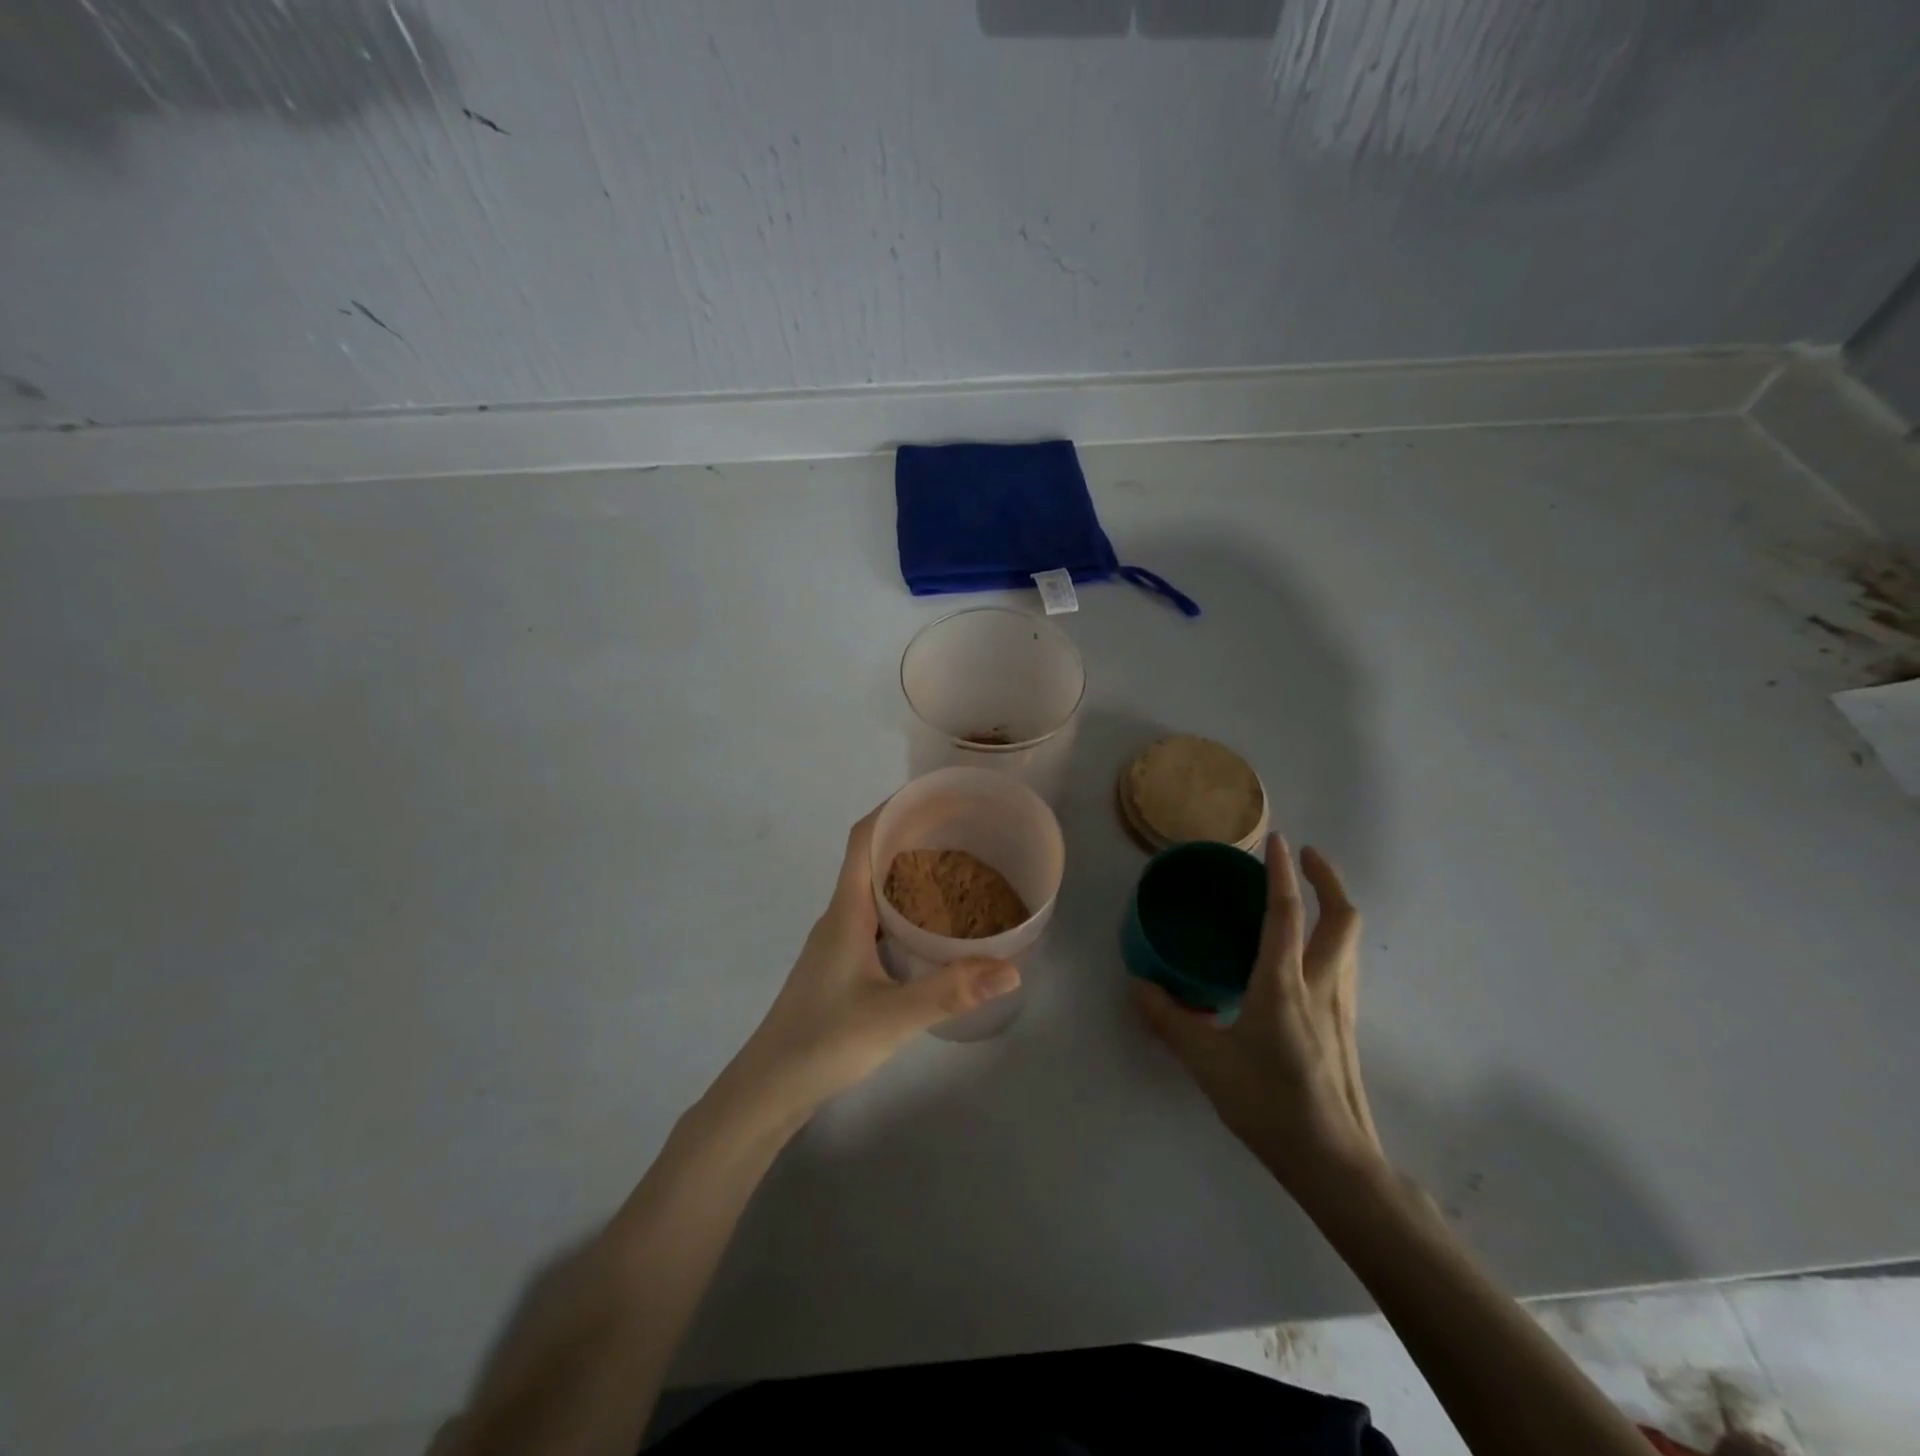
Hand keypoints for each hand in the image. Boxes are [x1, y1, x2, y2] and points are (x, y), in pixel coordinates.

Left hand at [713, 806, 1020, 1129]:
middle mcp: (840, 916)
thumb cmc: (823, 1041)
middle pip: (871, 857)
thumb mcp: (892, 1017)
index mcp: (846, 911)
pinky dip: (905, 906)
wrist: (769, 1087)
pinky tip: (932, 926)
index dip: (893, 807)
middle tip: (962, 829)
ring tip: (956, 868)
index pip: (862, 839)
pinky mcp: (842, 964)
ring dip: (908, 870)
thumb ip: (950, 992)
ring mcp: (838, 941)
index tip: (934, 793)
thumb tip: (1011, 969)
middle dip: (912, 834)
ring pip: (874, 889)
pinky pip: (877, 917)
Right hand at [1136, 834, 1384, 1192]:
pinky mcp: (1347, 1028)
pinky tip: (1306, 959)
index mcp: (1284, 984)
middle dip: (1327, 879)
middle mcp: (1321, 985)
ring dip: (1334, 907)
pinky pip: (1344, 966)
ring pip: (1350, 942)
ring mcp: (1342, 1007)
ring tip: (1306, 898)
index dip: (1282, 872)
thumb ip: (1169, 1019)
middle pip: (1342, 917)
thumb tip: (1138, 985)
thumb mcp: (1206, 1061)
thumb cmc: (1268, 1104)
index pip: (1286, 913)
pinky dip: (1330, 941)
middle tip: (1305, 857)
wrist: (1334, 1162)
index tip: (1279, 839)